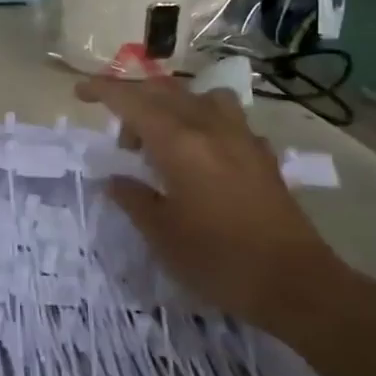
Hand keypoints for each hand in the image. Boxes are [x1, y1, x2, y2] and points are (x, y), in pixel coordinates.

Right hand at [77, 77, 355, 335]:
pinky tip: (201, 155)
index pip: (132, 101)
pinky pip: (226, 119)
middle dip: (133, 101)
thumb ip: (133, 199)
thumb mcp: (161, 234)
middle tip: (121, 140)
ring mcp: (241, 138)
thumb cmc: (218, 260)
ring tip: (163, 139)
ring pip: (200, 97)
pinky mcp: (262, 155)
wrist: (295, 284)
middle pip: (164, 92)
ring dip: (173, 106)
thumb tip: (115, 180)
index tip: (79, 92)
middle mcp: (210, 128)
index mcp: (179, 143)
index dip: (102, 90)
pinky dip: (203, 123)